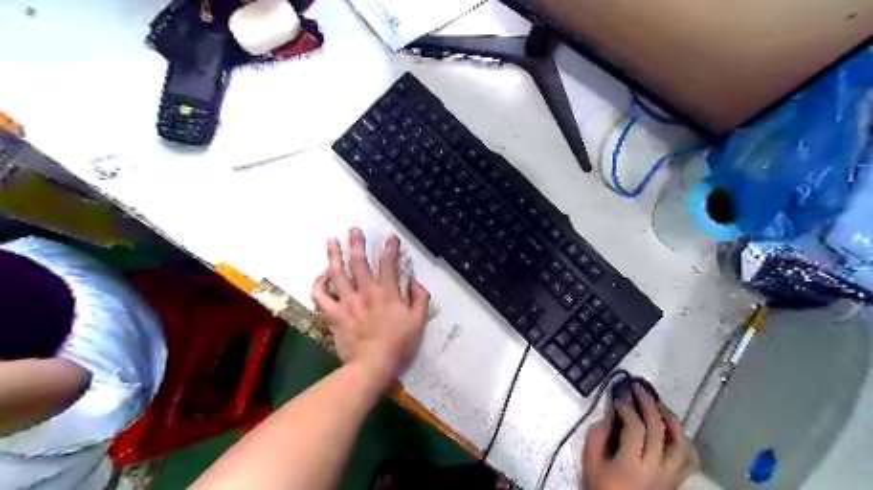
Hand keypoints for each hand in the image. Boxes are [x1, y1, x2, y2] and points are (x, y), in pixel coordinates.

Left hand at [310, 229, 428, 390]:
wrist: (372, 365)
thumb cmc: (399, 344)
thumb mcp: (419, 321)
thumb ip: (420, 298)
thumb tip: (415, 282)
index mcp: (387, 292)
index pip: (388, 263)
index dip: (390, 248)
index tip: (390, 237)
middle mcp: (365, 291)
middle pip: (358, 262)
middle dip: (357, 243)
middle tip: (353, 230)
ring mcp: (347, 302)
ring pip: (337, 273)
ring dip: (334, 255)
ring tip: (332, 241)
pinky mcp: (334, 314)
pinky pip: (321, 296)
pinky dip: (319, 284)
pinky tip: (322, 275)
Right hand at [581, 385, 700, 489]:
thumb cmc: (600, 487)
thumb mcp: (590, 460)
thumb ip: (598, 434)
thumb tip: (613, 414)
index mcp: (631, 465)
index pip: (636, 429)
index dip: (628, 408)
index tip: (620, 395)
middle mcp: (656, 470)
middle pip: (660, 431)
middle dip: (649, 405)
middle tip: (639, 389)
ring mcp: (670, 478)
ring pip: (682, 445)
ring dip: (672, 420)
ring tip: (659, 404)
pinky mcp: (676, 482)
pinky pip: (689, 460)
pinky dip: (685, 441)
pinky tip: (674, 430)